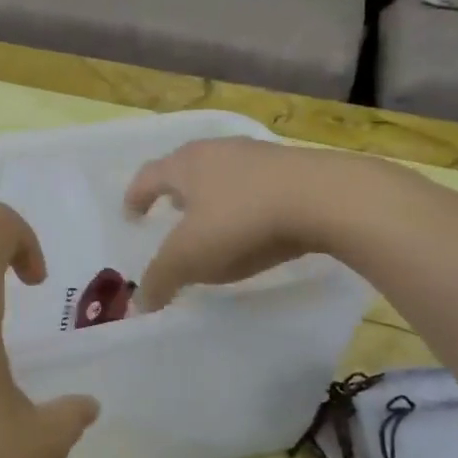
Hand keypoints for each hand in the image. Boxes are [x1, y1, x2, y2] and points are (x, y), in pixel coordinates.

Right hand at [125, 138, 332, 310]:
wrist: (325, 198)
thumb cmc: (242, 220)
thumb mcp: (191, 257)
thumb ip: (160, 279)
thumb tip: (138, 305)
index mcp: (185, 165)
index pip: (148, 177)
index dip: (135, 197)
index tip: (131, 215)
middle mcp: (217, 151)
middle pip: (186, 168)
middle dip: (175, 192)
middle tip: (171, 214)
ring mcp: (258, 156)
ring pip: (223, 174)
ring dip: (213, 196)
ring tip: (214, 223)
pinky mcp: (294, 168)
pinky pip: (257, 185)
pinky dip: (246, 202)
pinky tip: (256, 225)